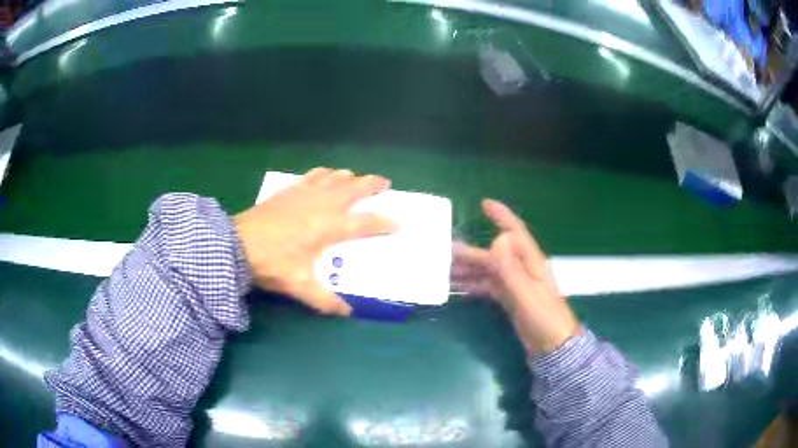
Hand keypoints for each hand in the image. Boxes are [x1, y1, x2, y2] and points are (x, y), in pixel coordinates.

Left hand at [234, 168, 397, 315]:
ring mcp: (305, 194)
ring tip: (357, 178)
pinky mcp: (290, 191)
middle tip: (386, 183)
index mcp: (329, 228)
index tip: (399, 223)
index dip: (384, 223)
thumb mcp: (300, 286)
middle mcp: (322, 206)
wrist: (238, 244)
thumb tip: (347, 313)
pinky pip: (313, 176)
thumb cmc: (272, 264)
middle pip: (354, 189)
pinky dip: (324, 173)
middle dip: (373, 185)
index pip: (365, 223)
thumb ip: (325, 300)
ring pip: (335, 178)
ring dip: (350, 177)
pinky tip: (325, 174)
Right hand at [452, 199, 579, 352]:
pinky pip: (488, 287)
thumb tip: (497, 238)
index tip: (484, 204)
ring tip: (445, 270)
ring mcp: (515, 285)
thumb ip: (511, 268)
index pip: (515, 232)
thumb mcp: (527, 293)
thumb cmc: (544, 318)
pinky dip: (473, 285)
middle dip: (471, 252)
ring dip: (469, 269)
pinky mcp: (510, 300)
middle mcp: (522, 269)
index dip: (502, 216)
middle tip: (446, 252)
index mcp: (530, 262)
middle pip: (494, 255)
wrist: (553, 346)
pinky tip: (458, 287)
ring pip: (488, 271)